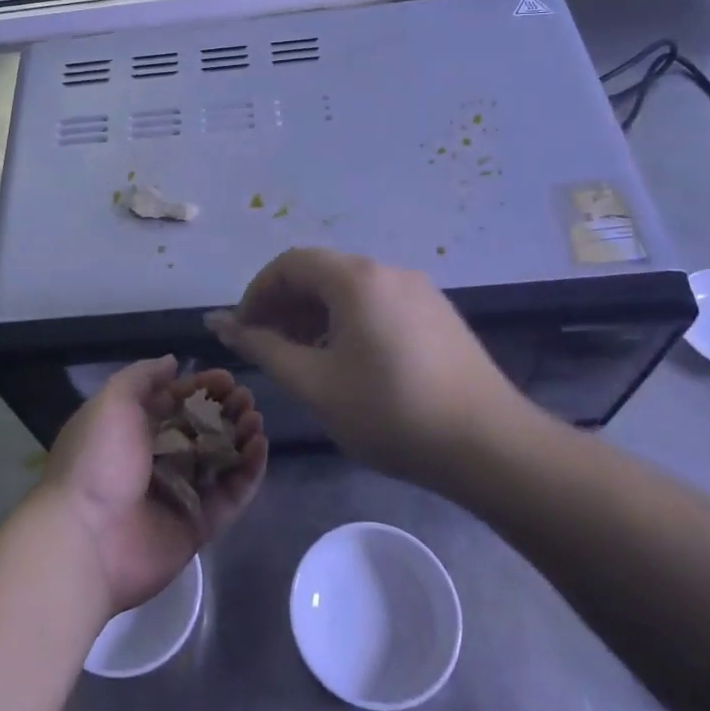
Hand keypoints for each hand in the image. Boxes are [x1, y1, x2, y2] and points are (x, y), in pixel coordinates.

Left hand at [41, 356, 267, 615]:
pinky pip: (229, 496)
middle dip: (226, 410)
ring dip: (241, 437)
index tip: (227, 379)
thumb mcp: (112, 402)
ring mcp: (179, 494)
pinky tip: (260, 448)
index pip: (175, 402)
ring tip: (255, 420)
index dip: (202, 388)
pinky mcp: (197, 525)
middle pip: (201, 429)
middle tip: (246, 399)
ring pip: (219, 460)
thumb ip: (142, 378)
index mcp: (133, 430)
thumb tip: (173, 362)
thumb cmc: (97, 461)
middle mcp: (157, 459)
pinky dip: (248, 473)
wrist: (85, 539)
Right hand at [206, 248, 529, 485]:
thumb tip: (219, 323)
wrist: (490, 446)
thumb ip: (263, 348)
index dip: (257, 293)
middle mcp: (389, 271)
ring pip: (350, 290)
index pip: (290, 264)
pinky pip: (378, 304)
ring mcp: (419, 291)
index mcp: (356, 278)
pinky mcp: (438, 314)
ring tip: (305, 360)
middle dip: (285, 305)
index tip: (244, 333)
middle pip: (321, 272)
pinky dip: (348, 322)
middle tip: (269, 349)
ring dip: (316, 315)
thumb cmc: (391, 413)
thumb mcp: (315, 384)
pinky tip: (349, 364)